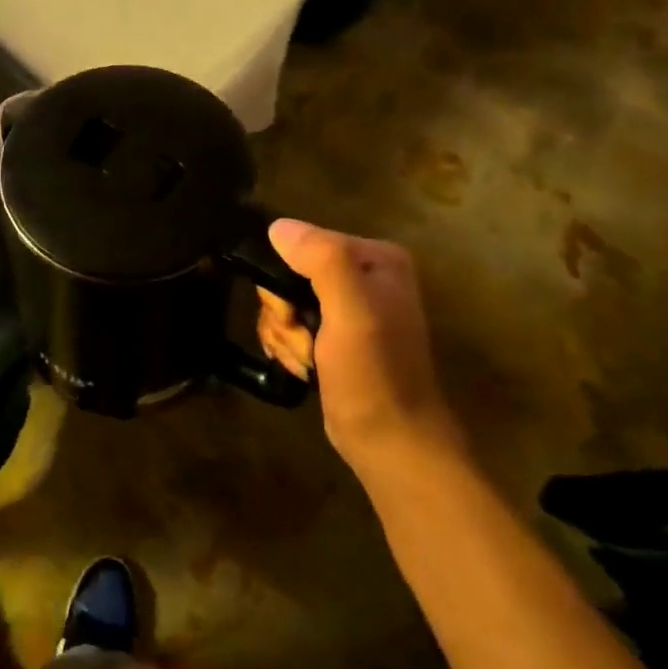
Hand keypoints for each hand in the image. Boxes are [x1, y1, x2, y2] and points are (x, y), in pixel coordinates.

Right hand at [257, 220, 462, 478]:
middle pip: (288, 276)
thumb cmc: (374, 375)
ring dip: (285, 336)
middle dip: (285, 313)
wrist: (389, 441)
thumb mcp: (352, 311)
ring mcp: (347, 308)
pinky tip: (304, 368)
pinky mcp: (333, 337)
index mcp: (376, 259)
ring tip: (307, 361)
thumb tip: (278, 227)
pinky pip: (289, 326)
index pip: (302, 245)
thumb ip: (322, 260)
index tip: (296, 315)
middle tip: (304, 341)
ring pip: (283, 304)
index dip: (286, 280)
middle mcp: (362, 276)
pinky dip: (288, 348)